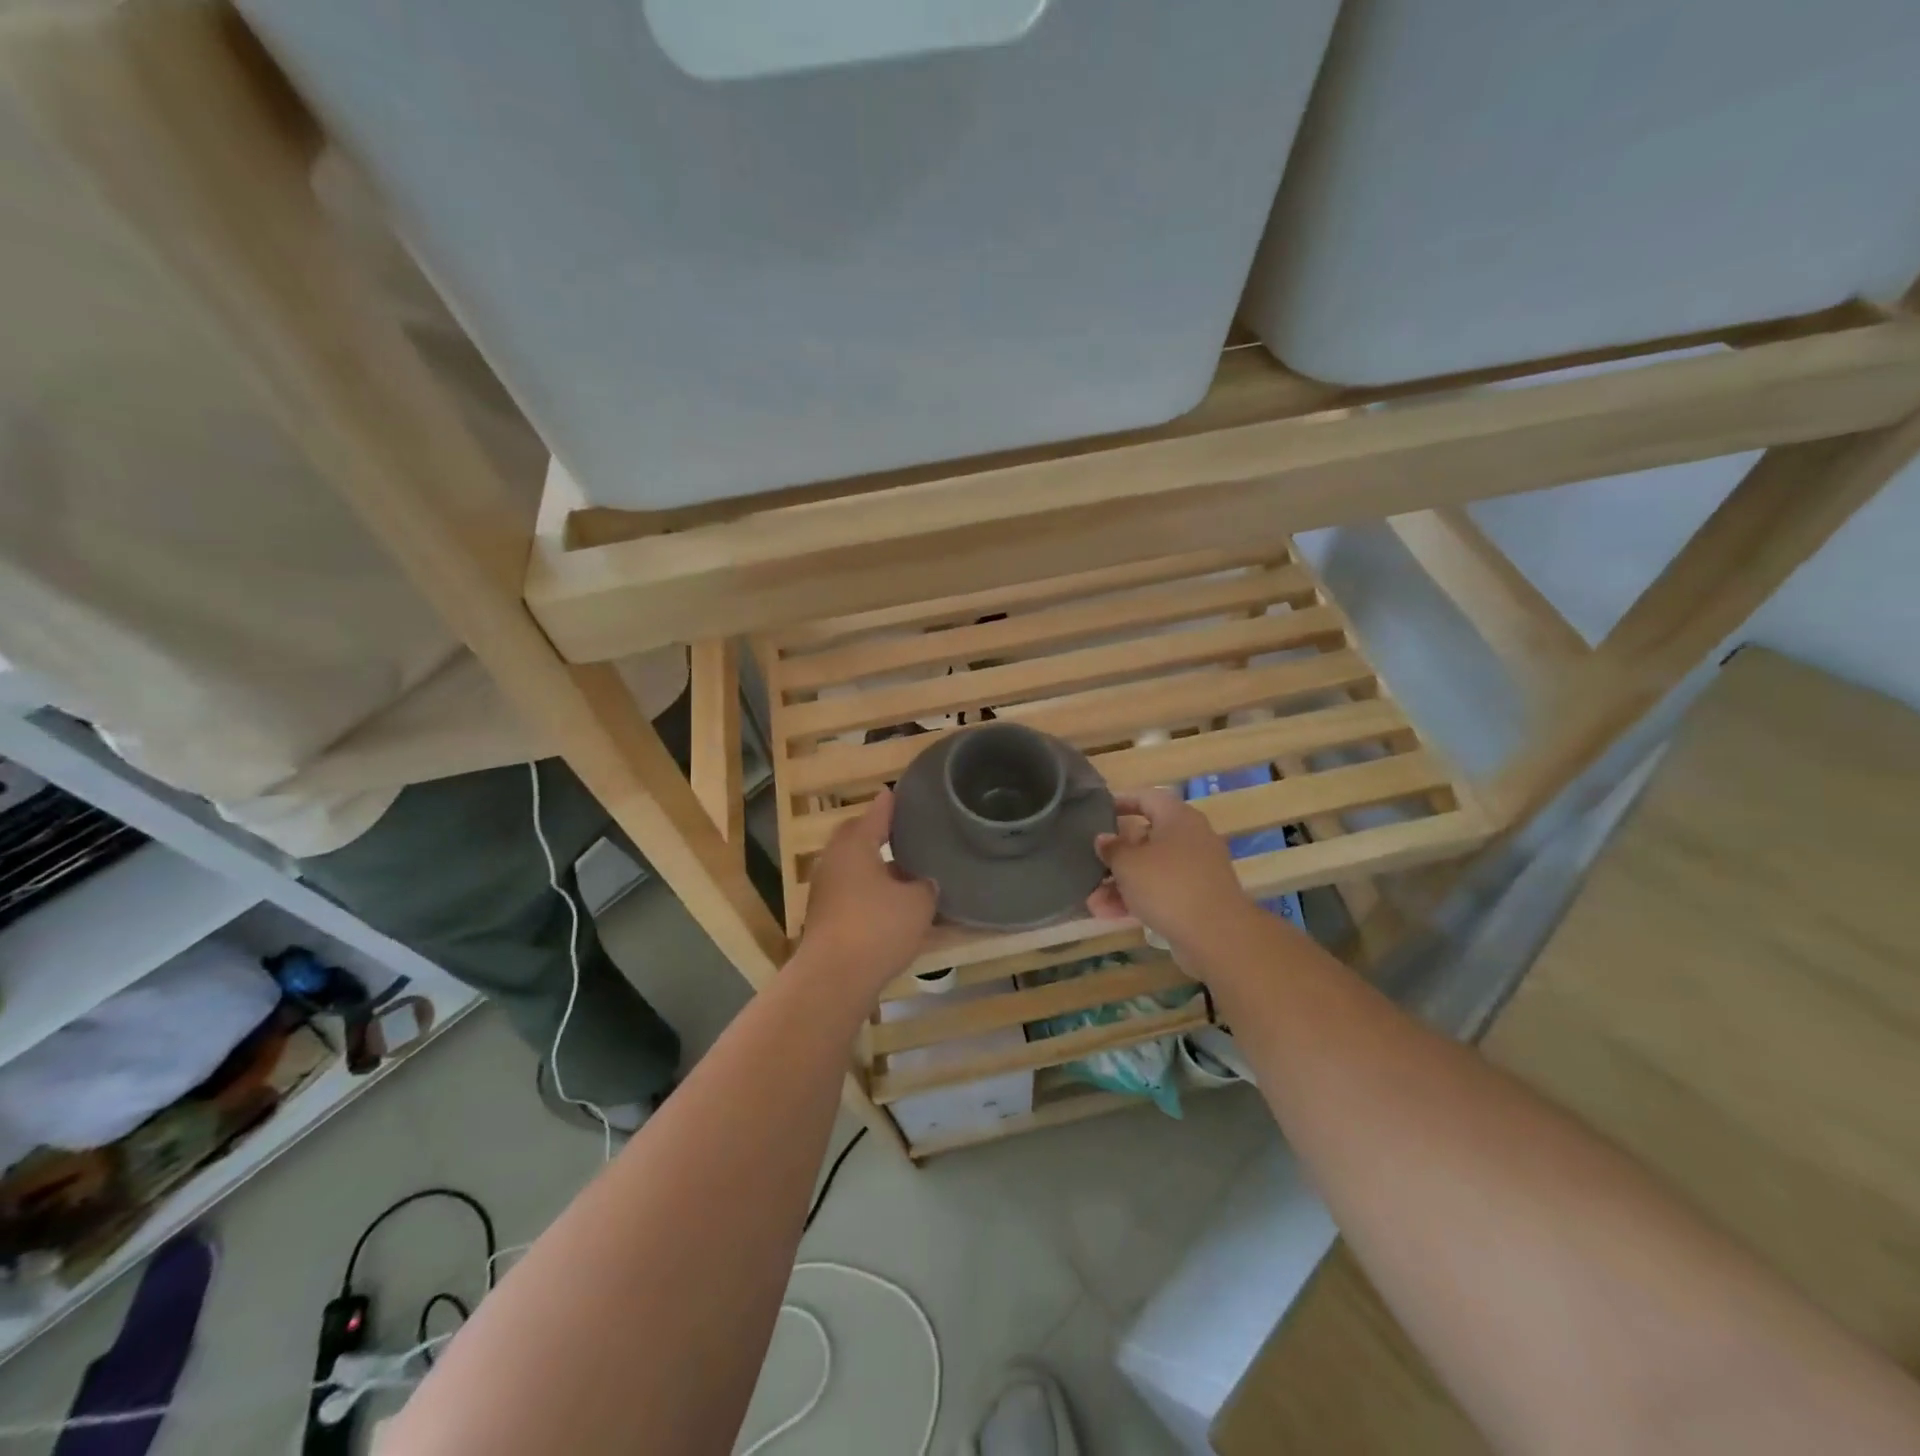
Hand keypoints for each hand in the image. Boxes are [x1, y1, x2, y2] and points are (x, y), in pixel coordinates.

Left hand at [799, 789, 936, 989]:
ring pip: (857, 867)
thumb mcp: (917, 903)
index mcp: (855, 844)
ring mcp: (827, 889)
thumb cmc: (877, 928)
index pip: (878, 811)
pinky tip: (896, 904)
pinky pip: (855, 892)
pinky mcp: (826, 916)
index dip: (894, 803)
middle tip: (912, 833)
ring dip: (880, 867)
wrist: (834, 979)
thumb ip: (925, 885)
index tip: (905, 792)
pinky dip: (874, 892)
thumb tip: (925, 881)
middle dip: (885, 834)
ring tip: (910, 870)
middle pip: (861, 837)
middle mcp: (836, 860)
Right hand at [1087, 787, 1249, 950]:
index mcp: (1177, 817)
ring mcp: (1195, 870)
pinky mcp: (1197, 898)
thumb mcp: (1128, 864)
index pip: (1146, 797)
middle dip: (1115, 854)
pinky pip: (1161, 891)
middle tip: (1089, 862)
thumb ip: (1112, 848)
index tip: (1096, 813)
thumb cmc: (1168, 885)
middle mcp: (1190, 838)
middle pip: (1145, 837)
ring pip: (1150, 869)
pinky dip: (1137, 898)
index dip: (1120, 802)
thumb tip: (1104, 839)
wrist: (1217, 935)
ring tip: (1092, 901)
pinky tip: (1109, 914)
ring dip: (1120, 883)